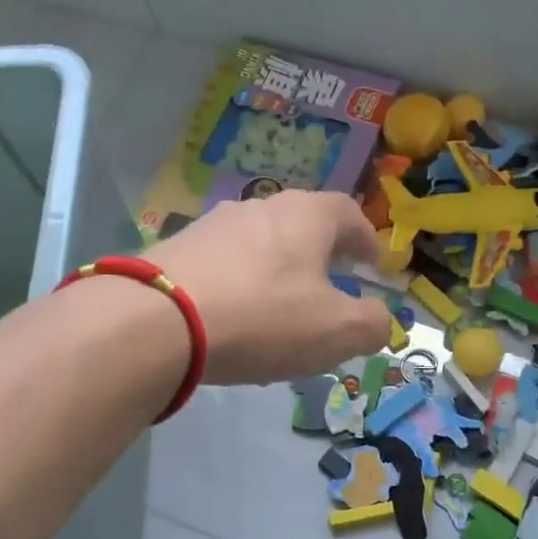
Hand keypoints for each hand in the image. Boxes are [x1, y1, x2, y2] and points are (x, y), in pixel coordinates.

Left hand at [146, 190, 393, 383]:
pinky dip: (237, 285)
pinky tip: (232, 317)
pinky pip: (222, 264)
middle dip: (320, 254)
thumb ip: (371, 324)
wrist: (156, 320)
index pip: (349, 213)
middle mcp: (260, 207)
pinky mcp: (176, 248)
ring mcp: (212, 225)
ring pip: (259, 243)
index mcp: (306, 215)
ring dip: (276, 269)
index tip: (373, 265)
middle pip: (301, 224)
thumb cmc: (263, 318)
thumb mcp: (335, 331)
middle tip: (329, 284)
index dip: (366, 239)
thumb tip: (381, 320)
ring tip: (279, 307)